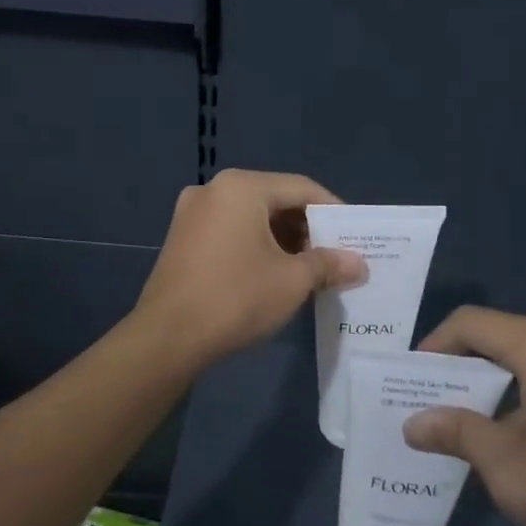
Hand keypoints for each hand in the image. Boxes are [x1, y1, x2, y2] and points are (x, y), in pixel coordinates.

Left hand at [131, 169, 366, 368]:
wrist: (167, 338)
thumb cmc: (236, 298)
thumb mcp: (292, 281)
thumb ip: (328, 264)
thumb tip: (359, 263)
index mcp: (241, 187)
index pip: (301, 188)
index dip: (332, 210)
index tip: (354, 235)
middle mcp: (214, 189)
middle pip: (274, 199)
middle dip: (306, 227)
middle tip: (334, 254)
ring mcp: (192, 213)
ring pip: (251, 216)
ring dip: (282, 238)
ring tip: (308, 267)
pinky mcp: (181, 238)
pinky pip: (229, 230)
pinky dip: (255, 244)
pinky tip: (272, 272)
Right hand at [404, 306, 525, 525]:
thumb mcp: (511, 470)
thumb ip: (458, 433)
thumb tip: (413, 422)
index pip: (473, 322)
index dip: (437, 345)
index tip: (415, 380)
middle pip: (508, 333)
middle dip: (470, 364)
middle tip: (444, 402)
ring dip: (507, 375)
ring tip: (485, 416)